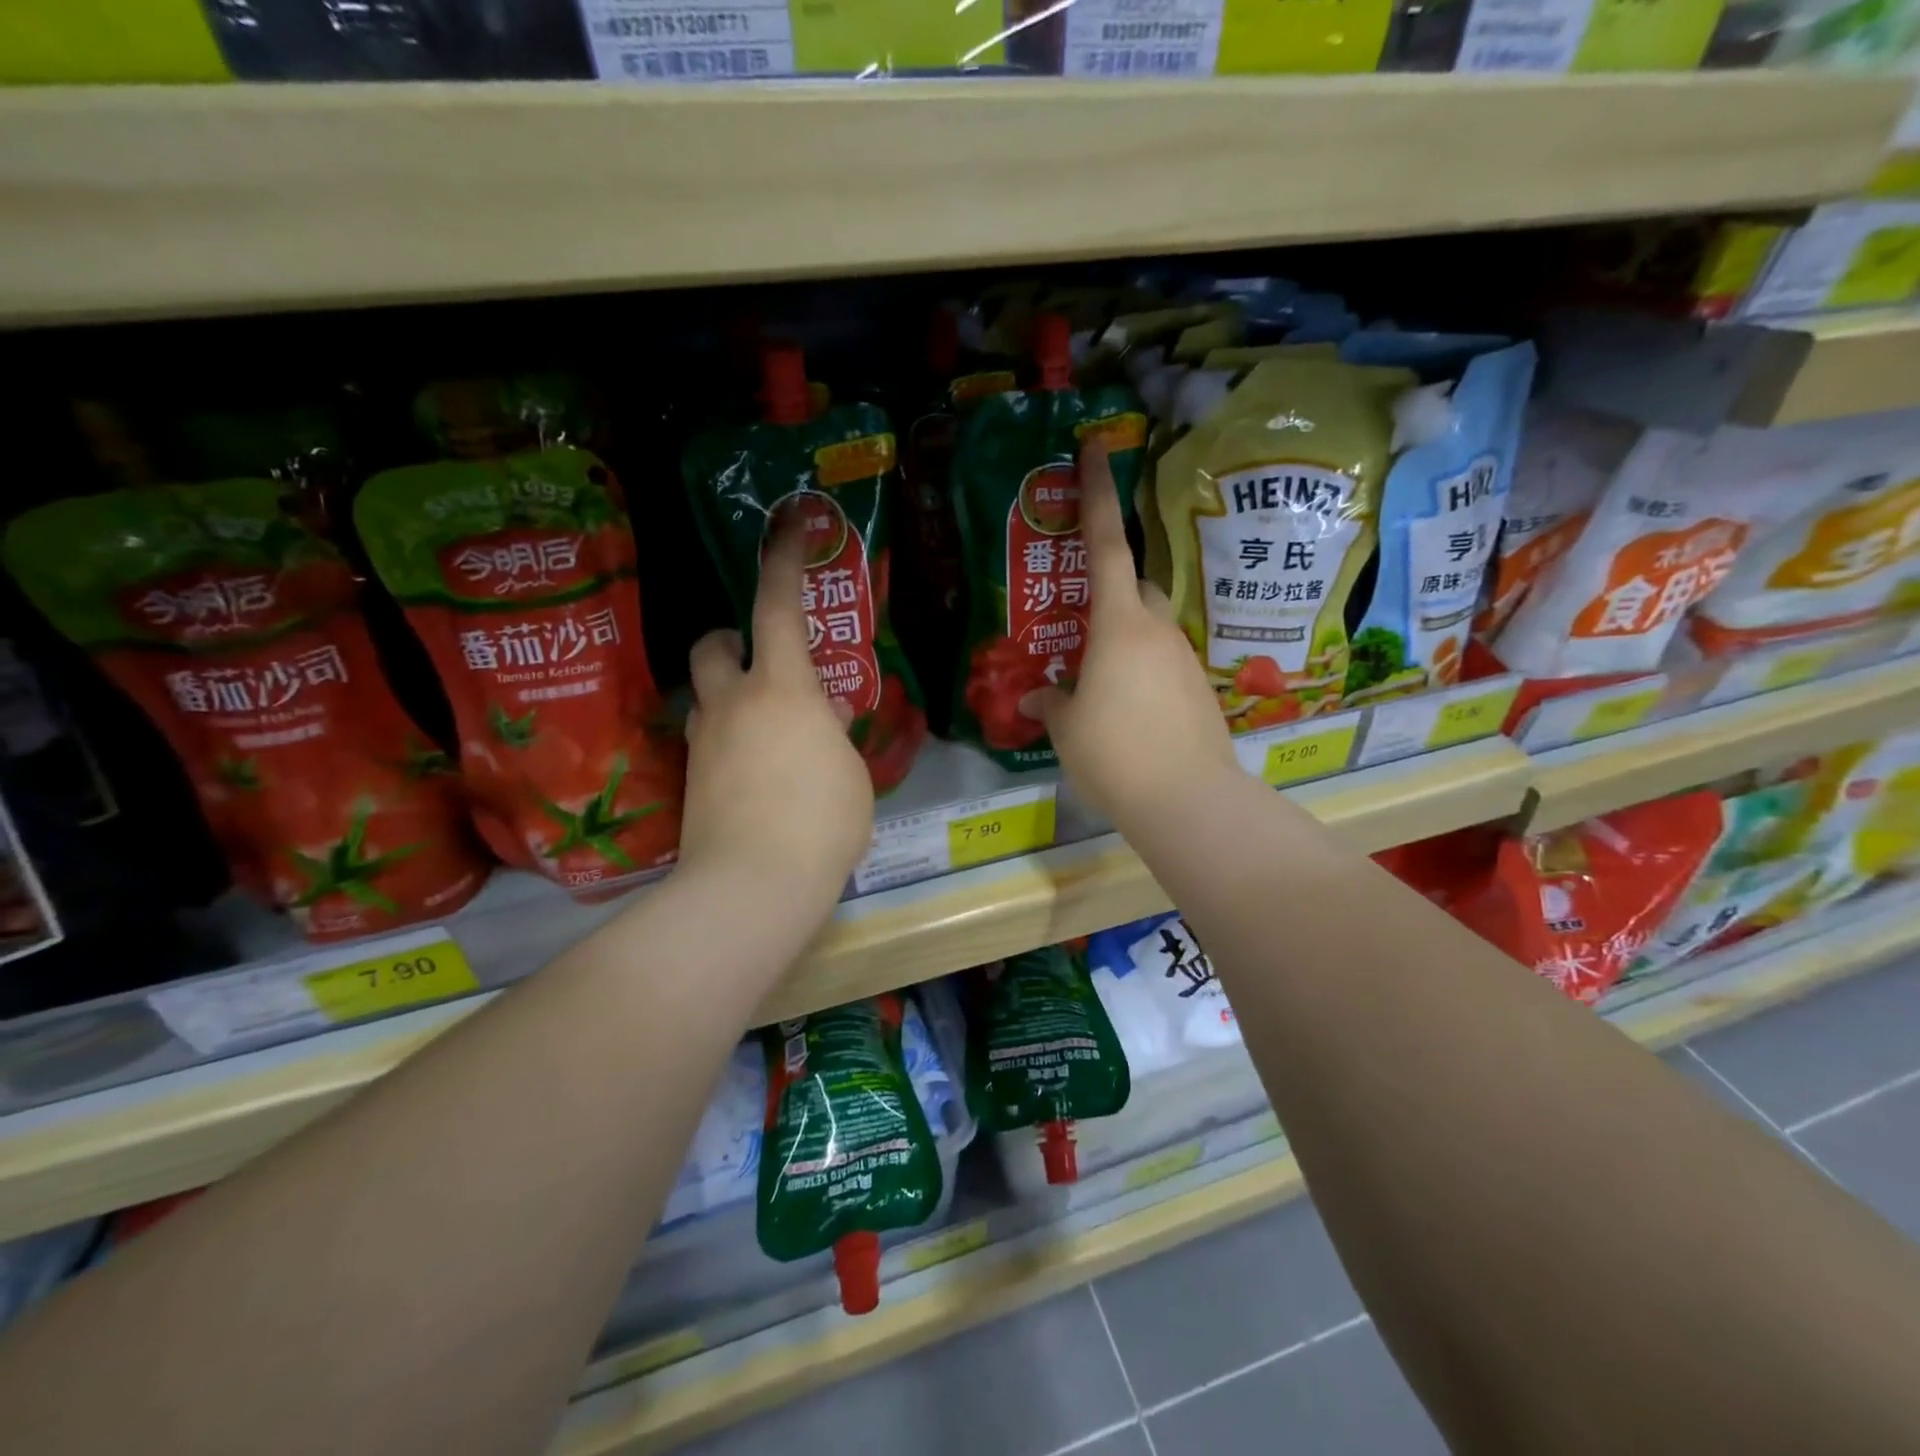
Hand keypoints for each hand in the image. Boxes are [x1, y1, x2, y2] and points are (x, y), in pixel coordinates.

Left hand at [677, 514, 874, 915]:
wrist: (753, 886)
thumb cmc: (823, 822)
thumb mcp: (849, 772)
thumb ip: (831, 735)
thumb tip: (820, 721)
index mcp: (782, 689)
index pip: (778, 607)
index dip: (782, 560)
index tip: (788, 523)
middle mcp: (732, 702)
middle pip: (712, 643)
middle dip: (731, 638)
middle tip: (761, 661)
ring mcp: (703, 741)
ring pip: (703, 694)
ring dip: (729, 693)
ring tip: (767, 730)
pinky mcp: (690, 779)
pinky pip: (706, 739)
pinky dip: (727, 740)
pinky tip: (755, 775)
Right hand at [1020, 441, 1237, 828]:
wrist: (1187, 799)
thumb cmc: (1115, 753)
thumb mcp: (1068, 729)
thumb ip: (1052, 704)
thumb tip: (1036, 698)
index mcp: (1119, 626)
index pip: (1105, 546)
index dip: (1098, 496)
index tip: (1096, 450)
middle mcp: (1157, 630)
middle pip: (1137, 586)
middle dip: (1113, 588)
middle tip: (1084, 618)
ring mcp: (1184, 659)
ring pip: (1152, 629)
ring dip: (1126, 639)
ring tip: (1099, 680)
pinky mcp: (1200, 690)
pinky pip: (1165, 664)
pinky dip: (1144, 672)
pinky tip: (1128, 709)